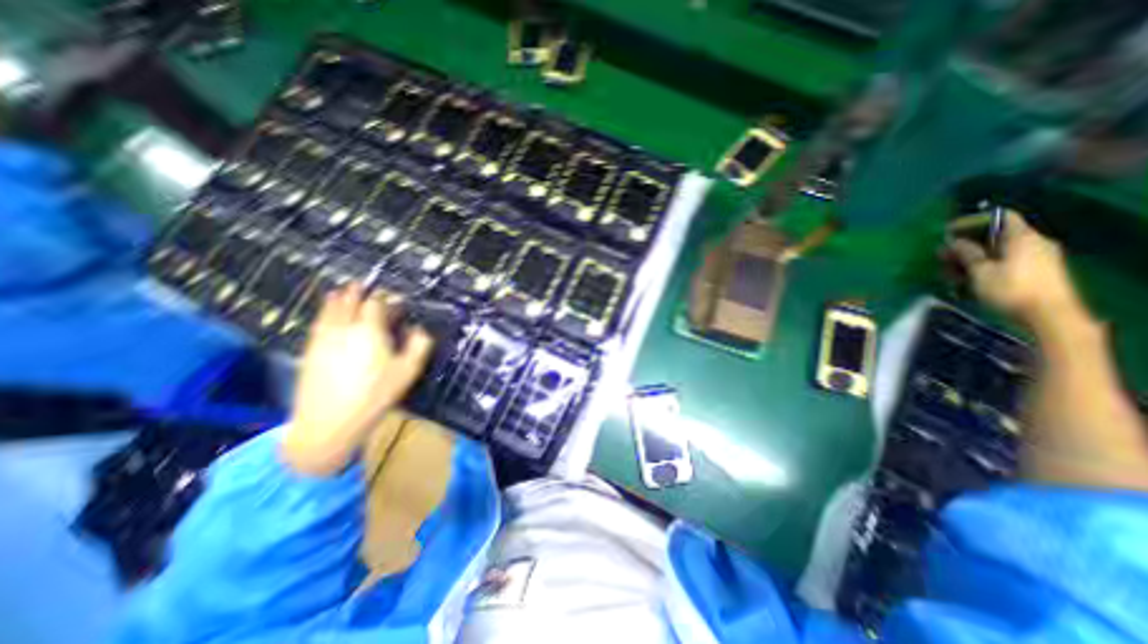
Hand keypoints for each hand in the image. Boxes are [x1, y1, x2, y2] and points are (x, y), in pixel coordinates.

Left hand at [283, 285, 435, 474]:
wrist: (329, 421)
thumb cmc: (376, 395)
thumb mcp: (408, 371)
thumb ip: (419, 345)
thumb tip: (419, 329)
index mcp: (370, 330)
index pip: (377, 303)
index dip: (387, 297)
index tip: (396, 299)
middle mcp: (345, 328)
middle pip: (350, 301)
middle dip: (359, 291)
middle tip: (365, 286)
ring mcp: (324, 338)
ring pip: (330, 309)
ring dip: (338, 298)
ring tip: (342, 291)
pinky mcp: (311, 350)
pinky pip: (318, 323)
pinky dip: (324, 312)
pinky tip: (326, 314)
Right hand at [947, 210, 1086, 334]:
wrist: (1049, 316)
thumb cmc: (1011, 289)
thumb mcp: (981, 271)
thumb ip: (967, 253)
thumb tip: (955, 241)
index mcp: (1022, 237)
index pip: (999, 217)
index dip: (972, 221)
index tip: (948, 232)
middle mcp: (1033, 243)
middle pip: (994, 237)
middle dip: (965, 245)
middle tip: (941, 257)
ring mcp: (1036, 258)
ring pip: (996, 252)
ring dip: (970, 260)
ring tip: (948, 274)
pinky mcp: (1035, 273)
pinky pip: (1004, 263)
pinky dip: (983, 268)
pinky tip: (966, 281)